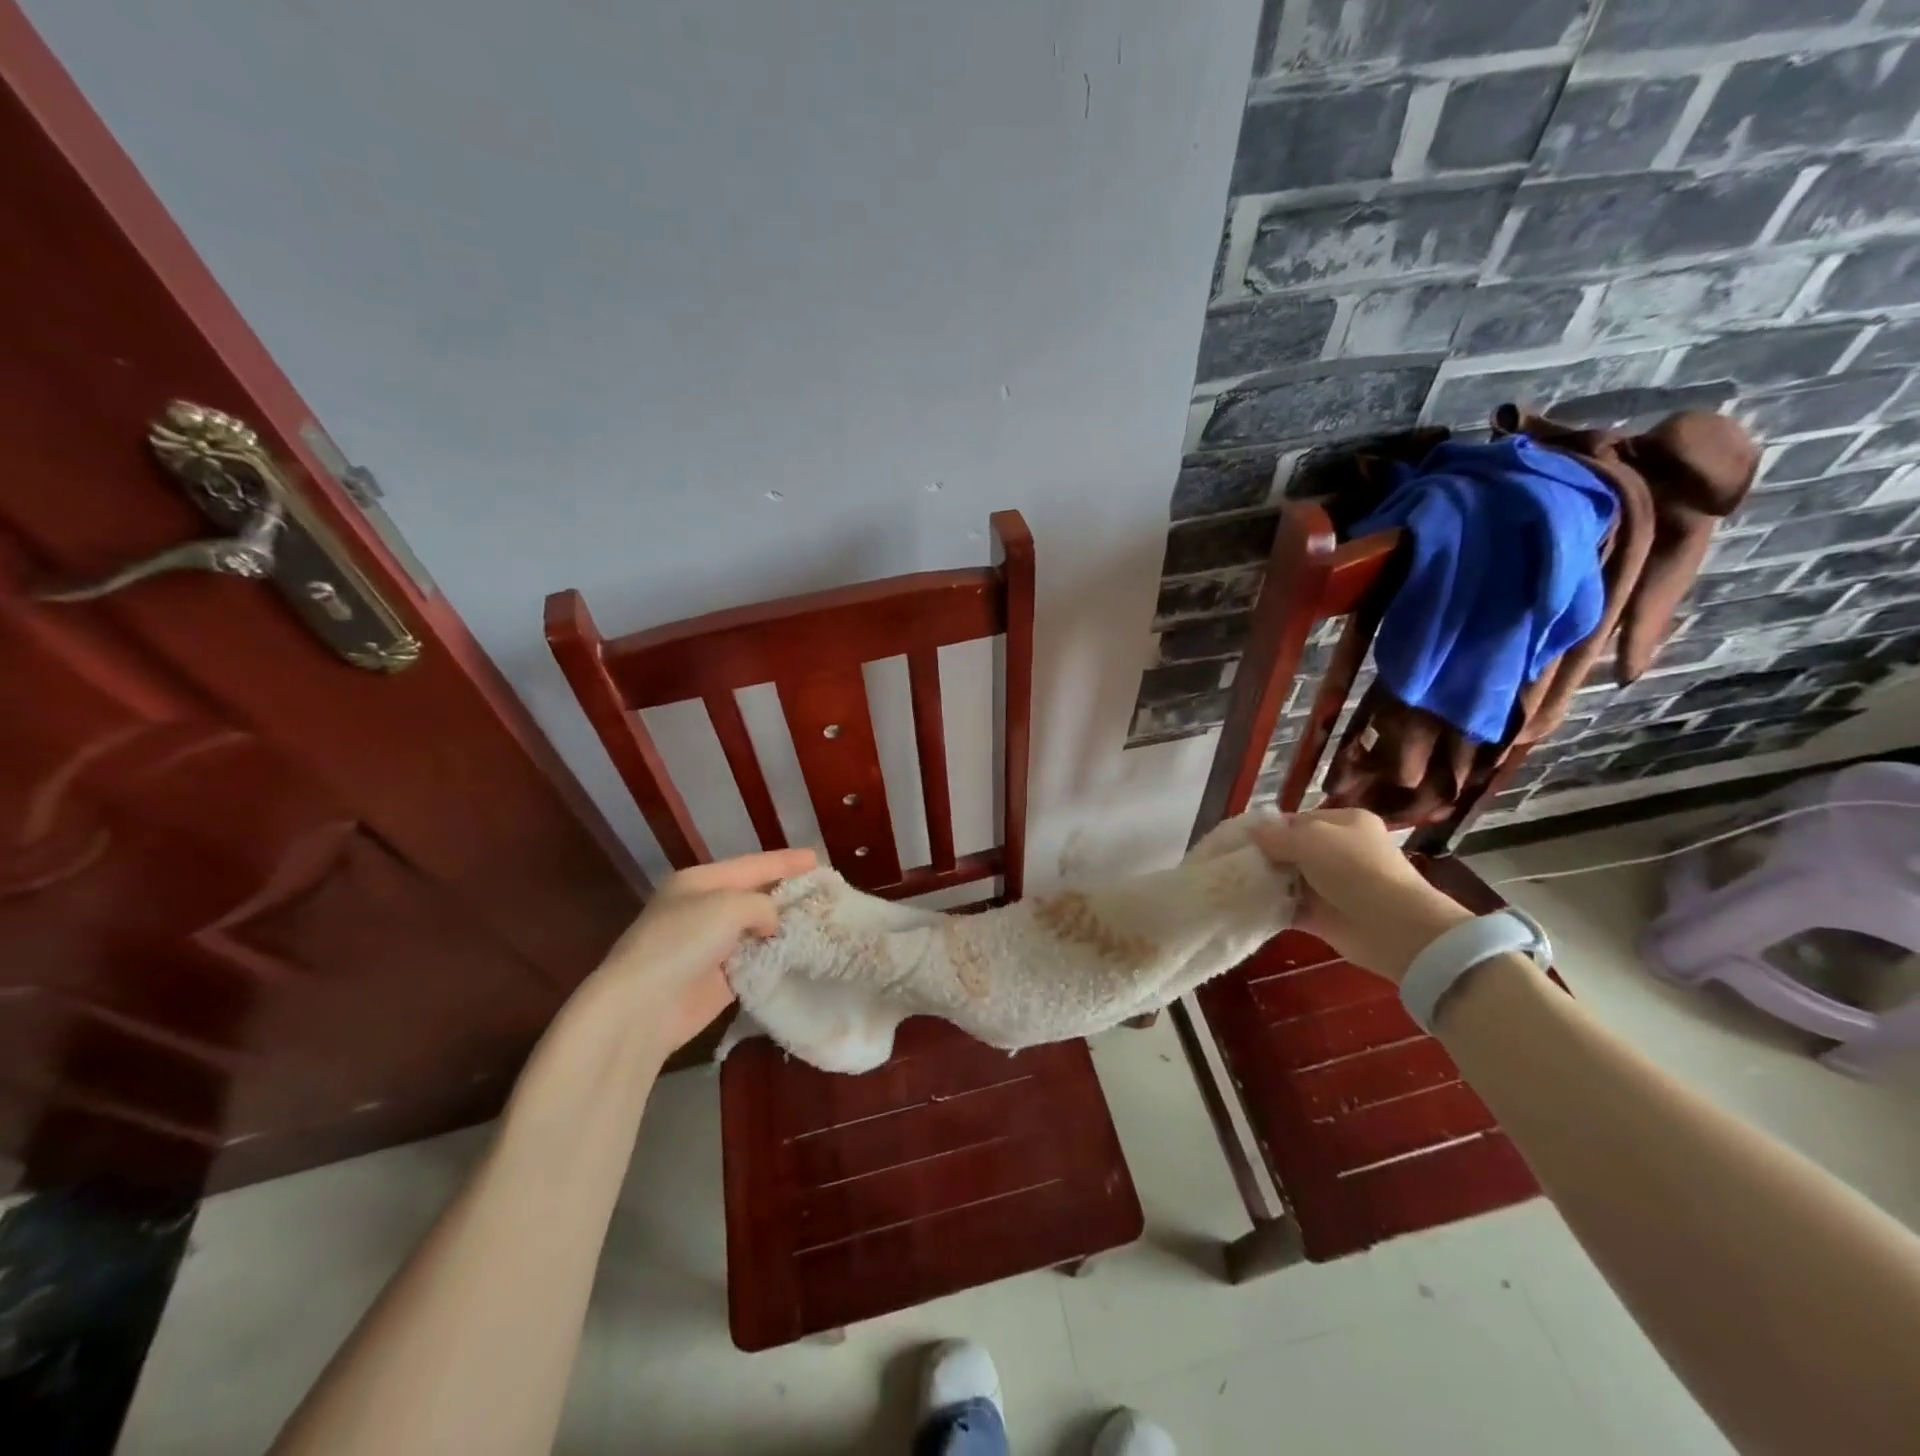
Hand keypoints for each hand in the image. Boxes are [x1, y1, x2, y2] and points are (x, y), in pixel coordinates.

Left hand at [589, 848, 816, 1057]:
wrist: (644, 1006)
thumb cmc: (683, 941)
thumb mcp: (728, 906)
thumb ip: (762, 905)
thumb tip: (771, 924)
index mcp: (700, 881)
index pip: (752, 865)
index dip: (785, 862)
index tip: (816, 857)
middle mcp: (705, 909)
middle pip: (755, 895)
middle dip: (788, 892)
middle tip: (824, 890)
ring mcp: (711, 945)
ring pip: (758, 929)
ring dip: (786, 926)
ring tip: (823, 920)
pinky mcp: (719, 979)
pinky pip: (756, 961)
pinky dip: (777, 956)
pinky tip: (803, 952)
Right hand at [1248, 808, 1468, 983]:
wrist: (1394, 927)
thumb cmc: (1353, 869)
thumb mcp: (1309, 839)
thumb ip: (1276, 836)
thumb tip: (1252, 833)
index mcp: (1345, 823)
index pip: (1298, 820)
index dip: (1269, 828)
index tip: (1239, 839)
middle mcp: (1341, 851)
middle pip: (1292, 850)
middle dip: (1264, 857)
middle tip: (1232, 863)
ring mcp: (1334, 885)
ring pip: (1290, 879)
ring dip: (1266, 883)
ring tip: (1233, 884)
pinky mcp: (1326, 916)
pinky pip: (1292, 908)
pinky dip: (1273, 908)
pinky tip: (1248, 905)